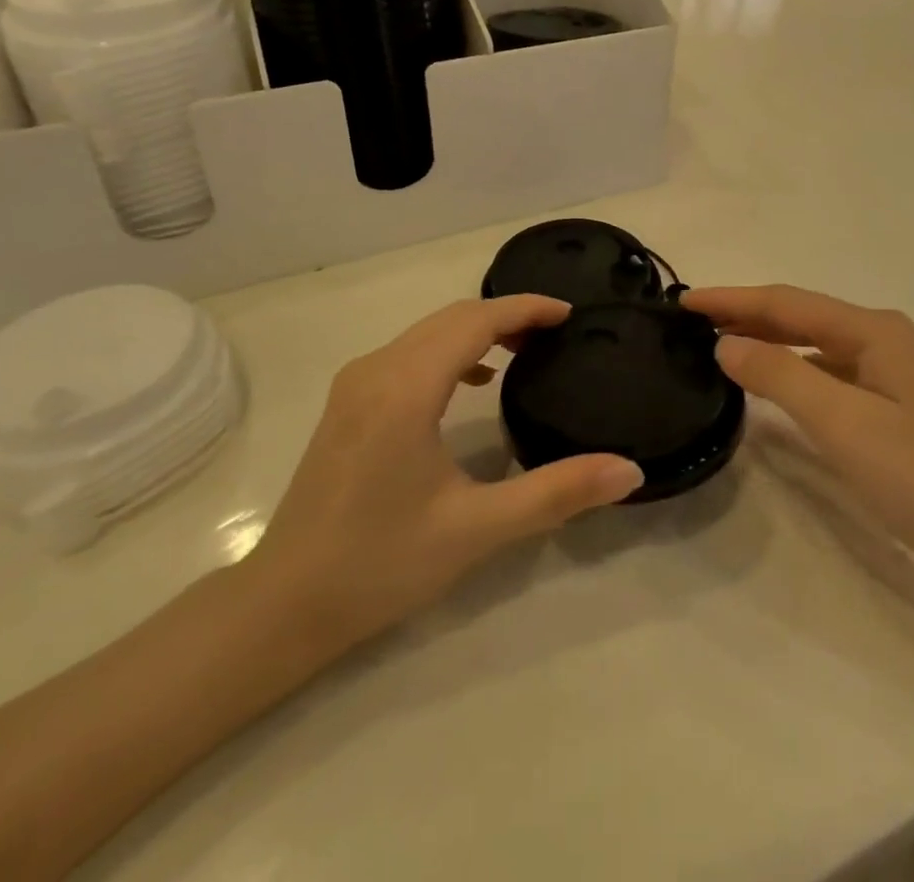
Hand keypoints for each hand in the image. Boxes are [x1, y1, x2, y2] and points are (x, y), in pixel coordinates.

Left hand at [243, 296, 643, 669]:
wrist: (284, 605)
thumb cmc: (381, 564)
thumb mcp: (477, 529)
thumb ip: (557, 492)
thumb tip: (629, 470)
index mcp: (406, 387)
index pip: (475, 321)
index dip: (525, 308)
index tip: (570, 313)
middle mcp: (377, 369)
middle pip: (451, 318)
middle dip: (507, 315)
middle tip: (557, 332)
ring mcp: (356, 384)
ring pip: (427, 332)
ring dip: (477, 330)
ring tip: (525, 350)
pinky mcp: (348, 404)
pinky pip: (408, 353)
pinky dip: (449, 350)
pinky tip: (473, 380)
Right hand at [682, 285, 913, 595]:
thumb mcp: (842, 423)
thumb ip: (779, 376)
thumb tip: (725, 342)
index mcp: (874, 331)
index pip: (786, 302)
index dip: (732, 299)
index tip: (680, 301)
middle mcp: (884, 340)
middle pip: (801, 317)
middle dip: (746, 315)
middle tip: (690, 321)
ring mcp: (893, 374)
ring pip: (814, 345)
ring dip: (767, 341)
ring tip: (719, 344)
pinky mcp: (895, 407)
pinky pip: (829, 374)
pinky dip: (792, 371)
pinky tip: (771, 384)